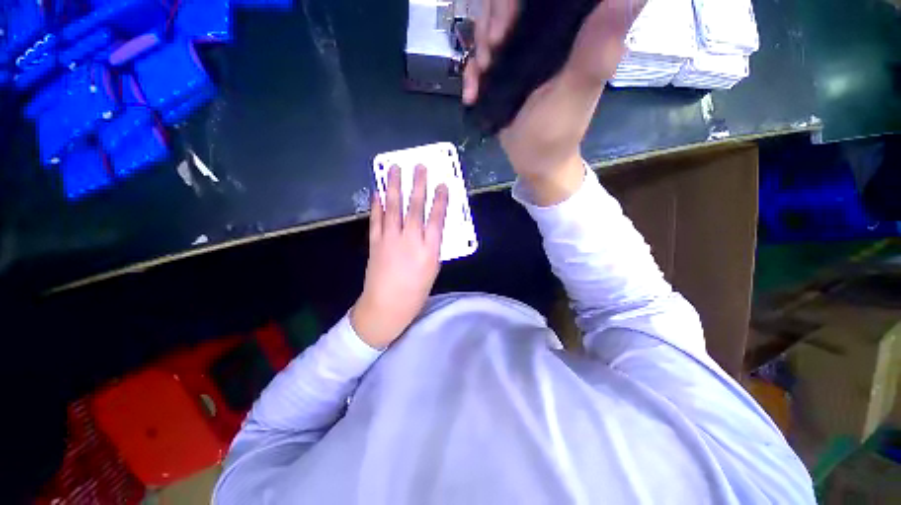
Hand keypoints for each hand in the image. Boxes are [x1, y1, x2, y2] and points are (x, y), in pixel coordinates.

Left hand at [351, 165, 448, 348]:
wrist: (386, 306)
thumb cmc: (415, 292)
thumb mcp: (433, 269)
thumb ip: (432, 246)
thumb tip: (431, 227)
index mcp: (429, 250)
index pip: (437, 218)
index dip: (440, 200)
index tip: (442, 184)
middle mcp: (410, 240)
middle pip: (415, 207)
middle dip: (418, 185)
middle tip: (419, 167)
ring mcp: (390, 239)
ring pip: (393, 208)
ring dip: (394, 187)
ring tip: (395, 169)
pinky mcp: (375, 242)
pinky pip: (376, 219)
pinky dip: (376, 204)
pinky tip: (377, 192)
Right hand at [463, 0, 645, 204]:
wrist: (534, 163)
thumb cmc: (556, 133)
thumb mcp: (576, 91)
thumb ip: (597, 47)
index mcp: (576, 30)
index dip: (517, 0)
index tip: (506, 25)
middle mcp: (552, 34)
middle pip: (514, 2)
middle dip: (494, 17)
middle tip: (491, 51)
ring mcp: (525, 52)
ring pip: (494, 22)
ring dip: (479, 44)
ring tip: (483, 72)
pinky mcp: (508, 71)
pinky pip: (484, 55)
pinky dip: (473, 70)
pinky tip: (472, 91)